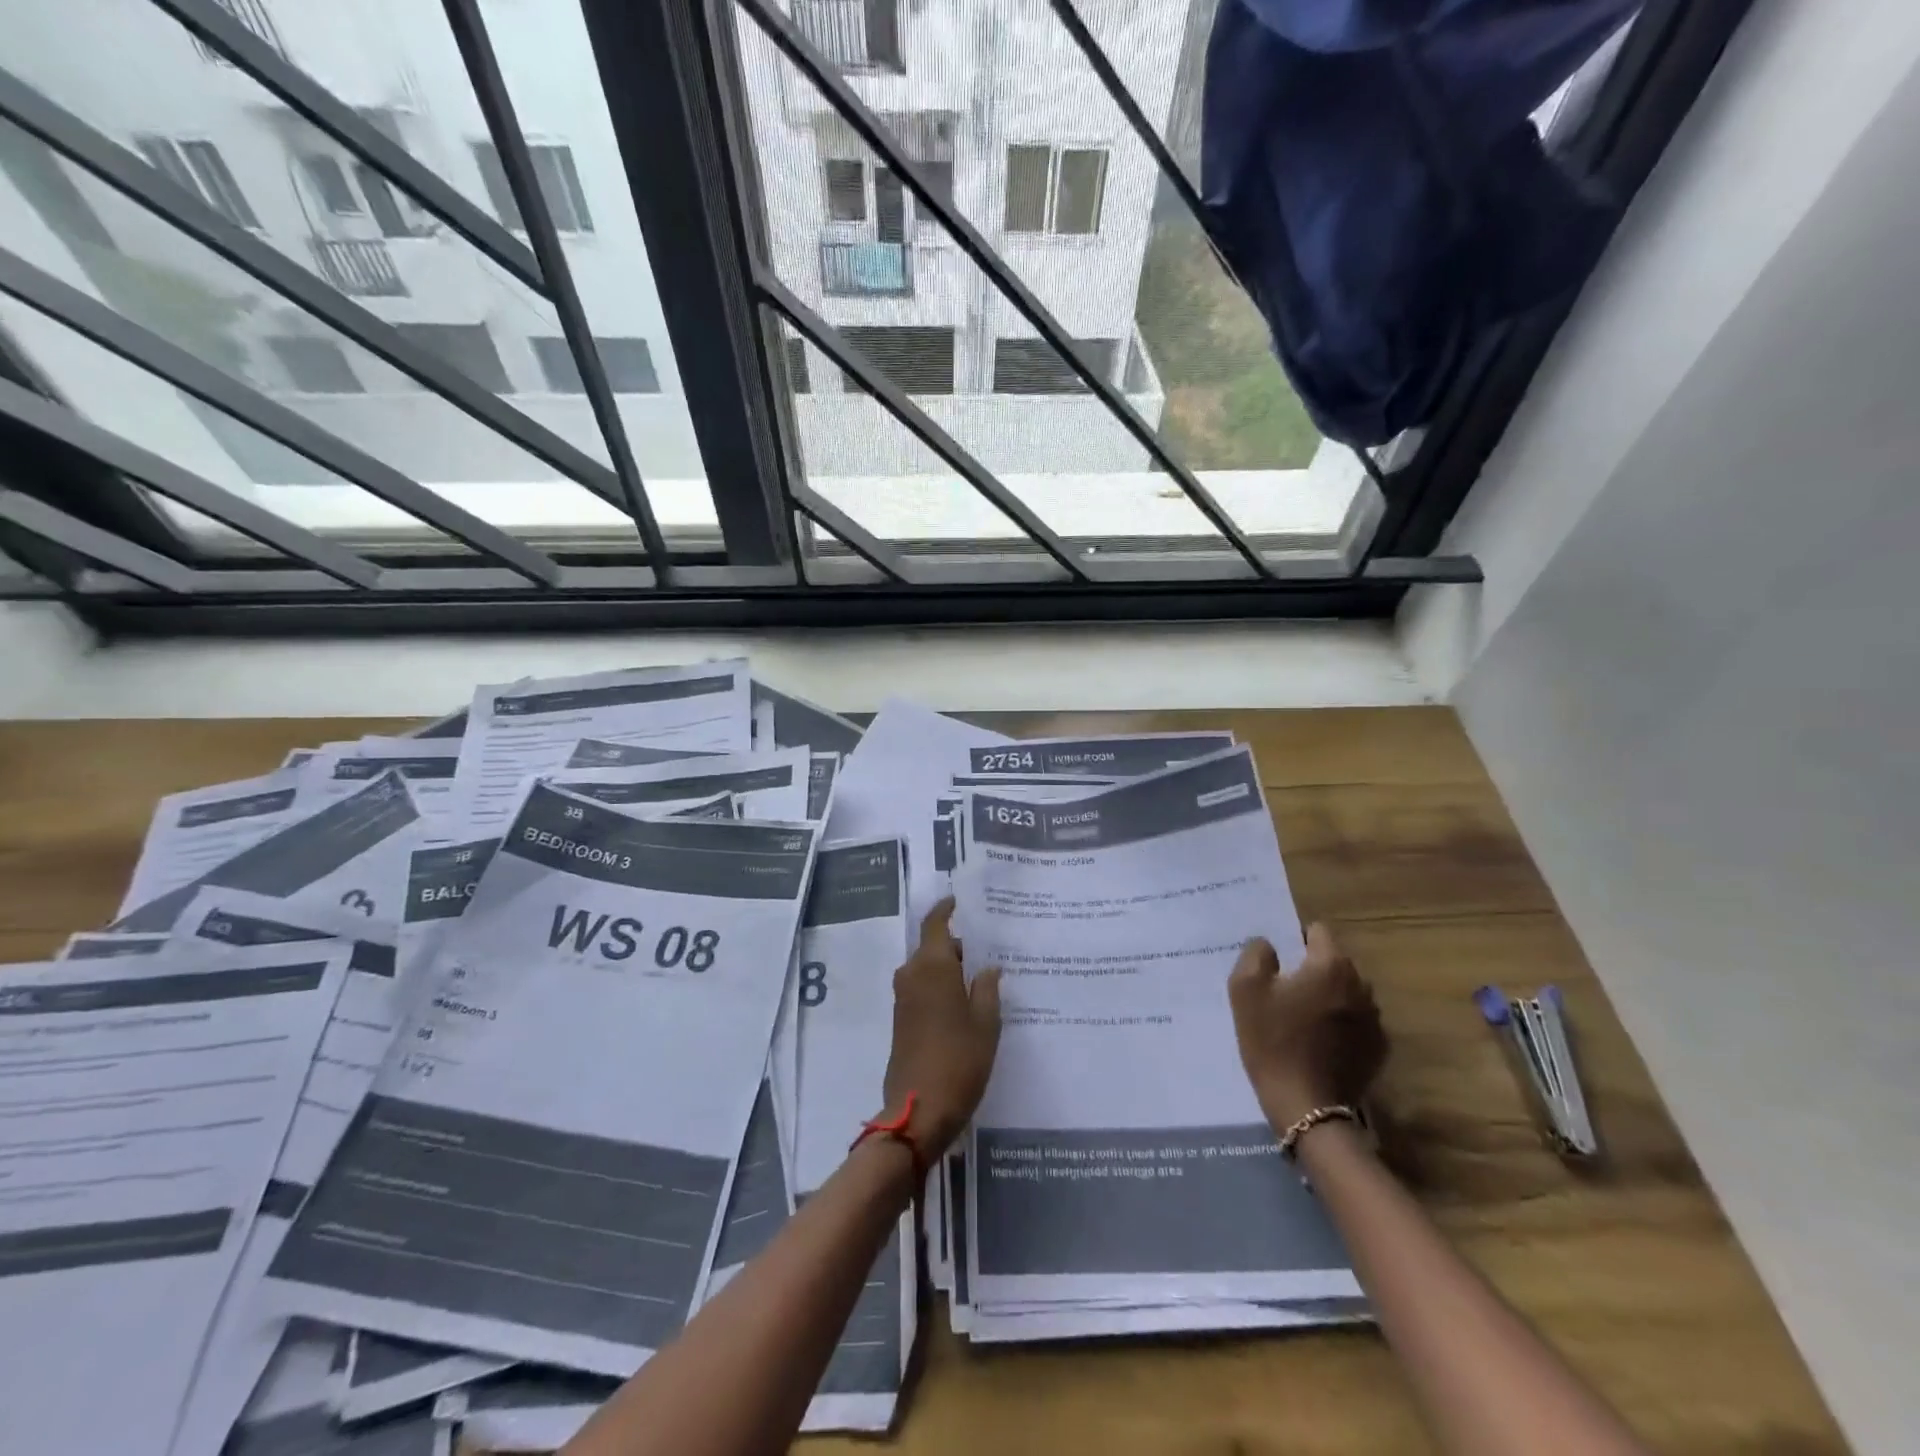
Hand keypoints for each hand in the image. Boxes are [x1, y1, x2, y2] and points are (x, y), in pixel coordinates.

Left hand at [880, 898, 1001, 1159]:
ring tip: (982, 977)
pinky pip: (923, 989)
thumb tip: (988, 967)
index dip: (946, 908)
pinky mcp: (901, 1019)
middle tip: (989, 950)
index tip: (961, 901)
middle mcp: (912, 974)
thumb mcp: (985, 1023)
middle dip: (958, 946)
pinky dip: (942, 987)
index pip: (935, 923)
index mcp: (932, 966)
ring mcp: (903, 998)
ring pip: (928, 969)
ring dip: (950, 969)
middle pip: (934, 947)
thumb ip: (987, 989)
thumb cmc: (959, 1060)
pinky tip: (965, 1002)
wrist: (918, 1109)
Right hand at [1228, 924, 1387, 1130]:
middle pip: (1334, 962)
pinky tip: (1319, 1043)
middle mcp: (1361, 986)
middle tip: (1284, 990)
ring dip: (1328, 997)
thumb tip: (1268, 945)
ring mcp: (1375, 1019)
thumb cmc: (1273, 1041)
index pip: (1317, 931)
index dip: (1294, 939)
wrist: (1306, 1107)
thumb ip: (1256, 954)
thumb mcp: (1245, 990)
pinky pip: (1356, 1022)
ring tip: (1302, 1018)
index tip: (1277, 961)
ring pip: (1346, 992)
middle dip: (1312, 969)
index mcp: (1331, 965)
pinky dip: (1340, 1025)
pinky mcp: (1378, 1049)